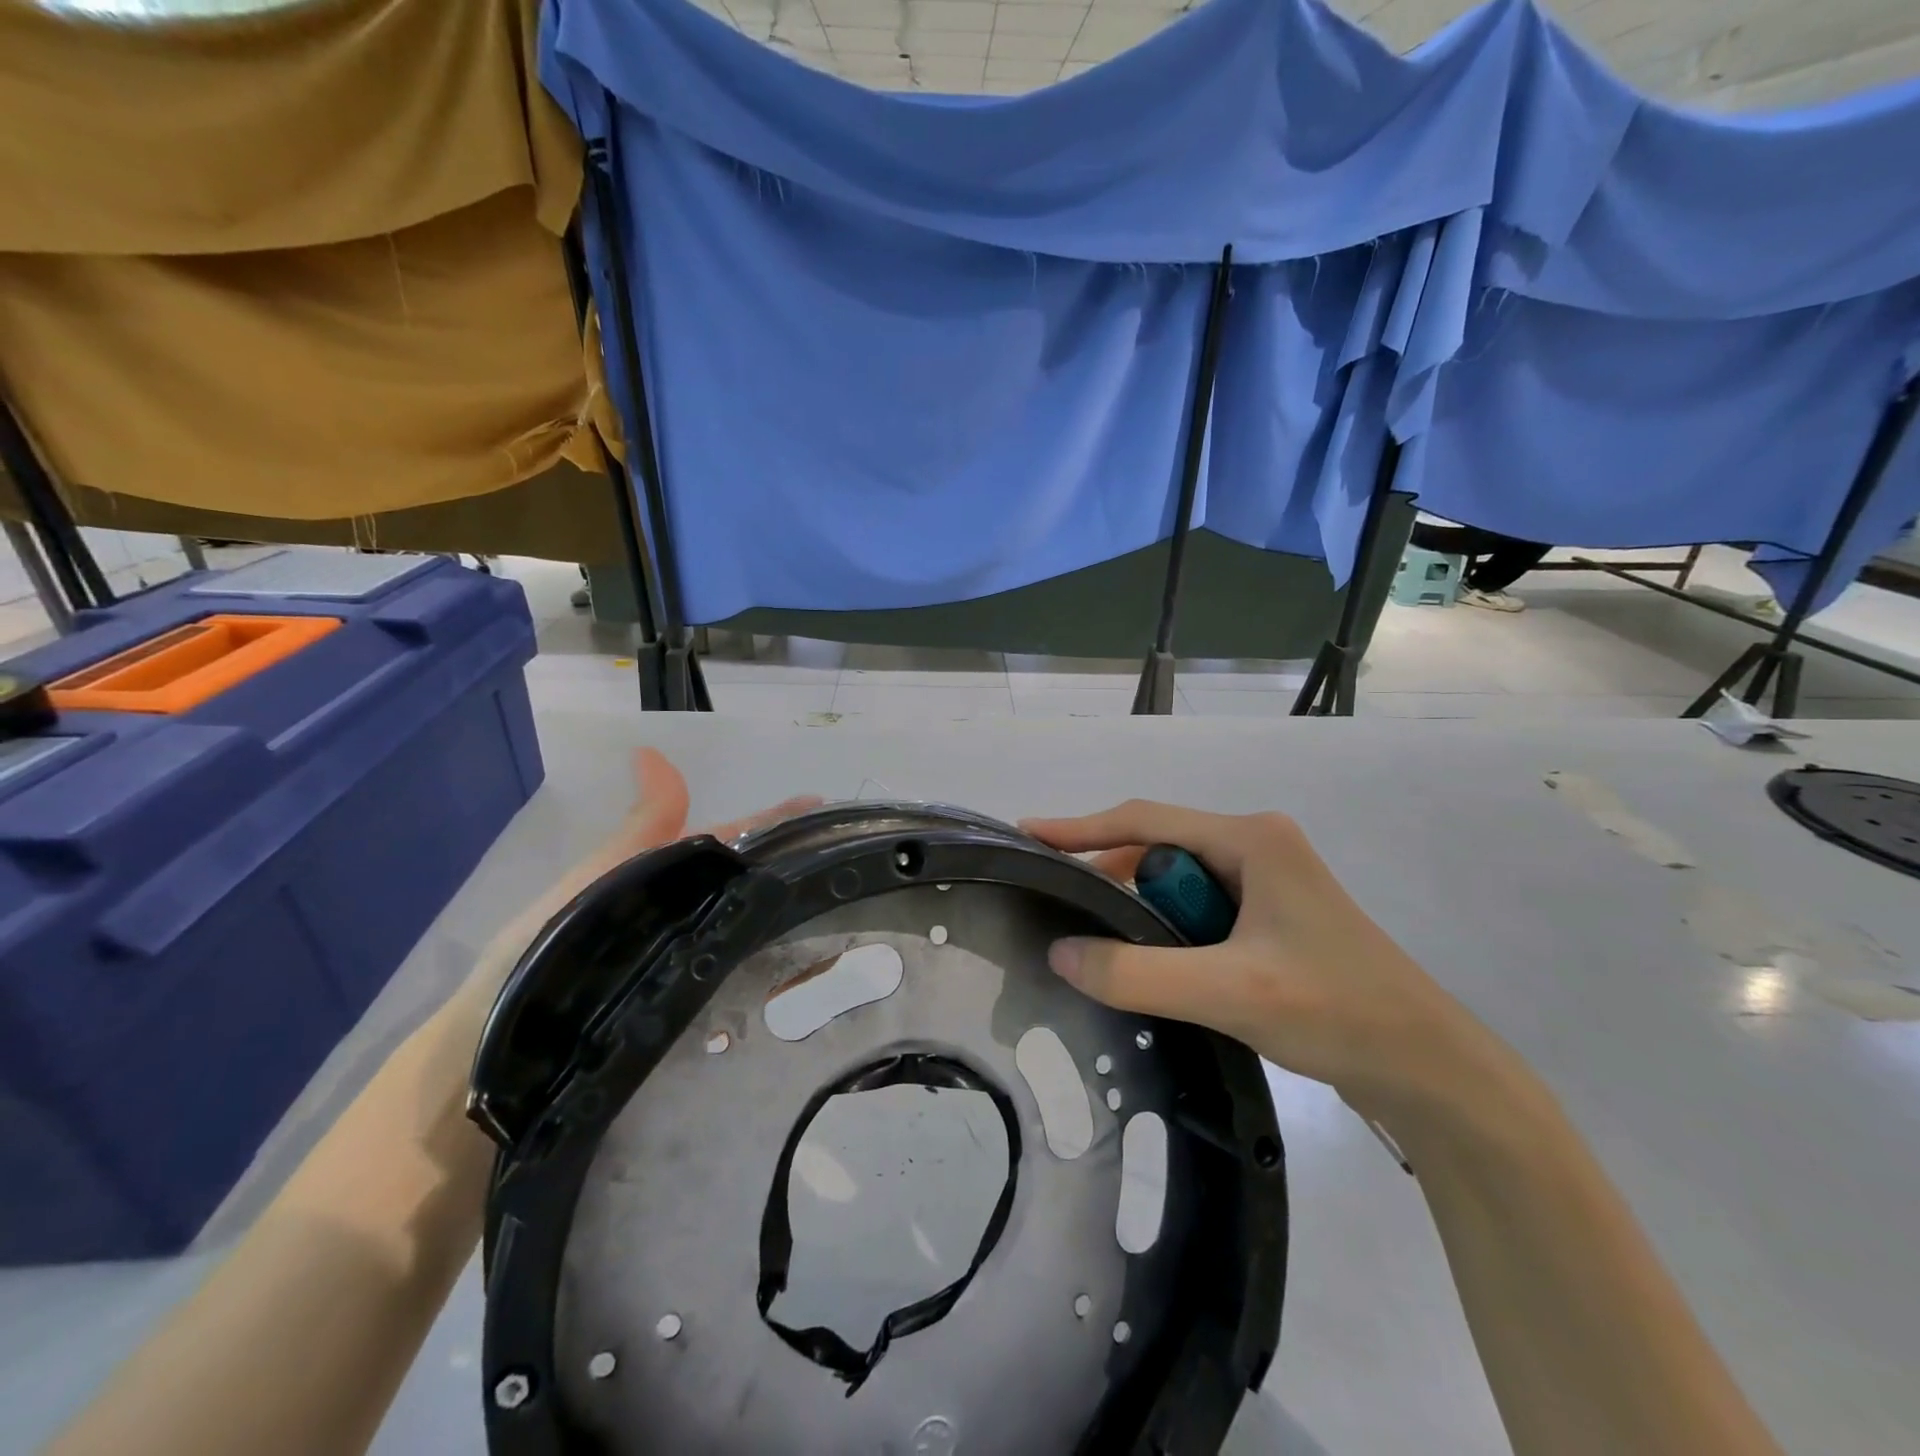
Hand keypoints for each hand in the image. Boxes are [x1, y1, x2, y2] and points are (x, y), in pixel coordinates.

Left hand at [448, 749, 819, 1029]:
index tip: (826, 808)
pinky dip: (772, 978)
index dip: (776, 822)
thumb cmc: (547, 950)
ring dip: (791, 925)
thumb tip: (651, 751)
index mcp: (662, 876)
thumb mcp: (600, 876)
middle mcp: (681, 916)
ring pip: (751, 934)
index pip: (731, 840)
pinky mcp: (690, 1013)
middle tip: (846, 865)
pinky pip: (741, 987)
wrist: (503, 1048)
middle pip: (747, 886)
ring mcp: (689, 964)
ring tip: (845, 923)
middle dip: (793, 872)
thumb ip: (641, 826)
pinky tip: (808, 980)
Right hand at [1020, 801, 1493, 1110]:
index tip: (1028, 834)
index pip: (1145, 820)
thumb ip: (1137, 973)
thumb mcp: (1227, 990)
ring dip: (1139, 908)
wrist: (1429, 1068)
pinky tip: (1149, 961)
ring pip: (1178, 882)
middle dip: (1109, 874)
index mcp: (1251, 838)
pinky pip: (1199, 910)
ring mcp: (1267, 882)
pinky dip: (1167, 929)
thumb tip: (1059, 953)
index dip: (1081, 827)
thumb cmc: (1335, 1010)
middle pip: (1159, 848)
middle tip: (1059, 904)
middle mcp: (1257, 845)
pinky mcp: (1271, 918)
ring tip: (1096, 940)